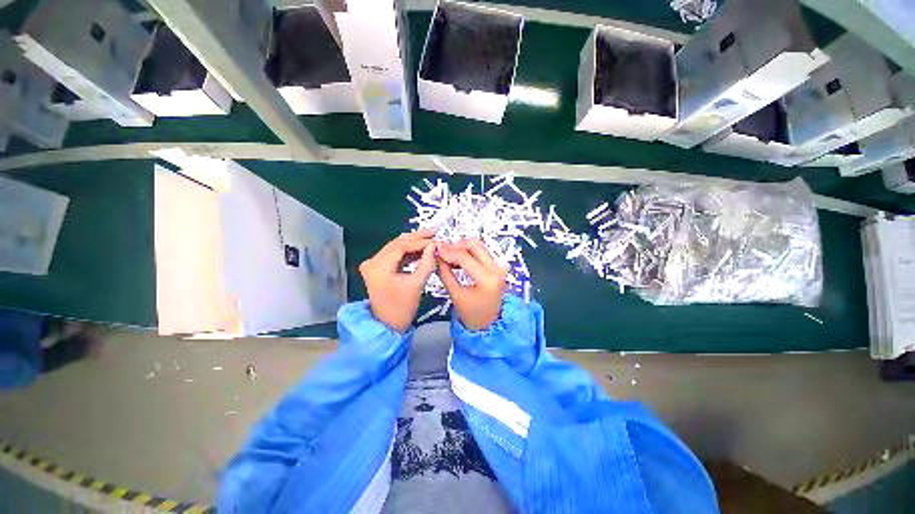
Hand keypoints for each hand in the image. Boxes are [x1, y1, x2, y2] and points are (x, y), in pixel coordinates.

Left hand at [359, 229, 435, 332]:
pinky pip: (395, 254)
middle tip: (434, 231)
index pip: (401, 246)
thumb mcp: (416, 285)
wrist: (387, 326)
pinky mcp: (378, 267)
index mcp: (378, 267)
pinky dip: (408, 251)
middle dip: (417, 237)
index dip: (420, 241)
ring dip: (413, 243)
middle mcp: (372, 262)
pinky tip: (421, 249)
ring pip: (396, 247)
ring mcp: (373, 264)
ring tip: (430, 238)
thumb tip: (434, 246)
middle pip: (397, 243)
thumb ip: (427, 263)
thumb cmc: (401, 309)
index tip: (436, 240)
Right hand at [436, 239, 506, 330]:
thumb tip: (437, 257)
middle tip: (442, 251)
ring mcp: (499, 266)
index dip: (448, 251)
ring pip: (478, 246)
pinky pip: (481, 252)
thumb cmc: (472, 314)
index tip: (435, 249)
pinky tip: (457, 259)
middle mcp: (496, 269)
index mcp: (486, 279)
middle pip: (474, 245)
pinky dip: (468, 253)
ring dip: (462, 248)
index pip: (465, 257)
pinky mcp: (497, 266)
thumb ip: (445, 273)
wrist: (490, 323)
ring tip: (448, 256)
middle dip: (456, 245)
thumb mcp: (455, 295)